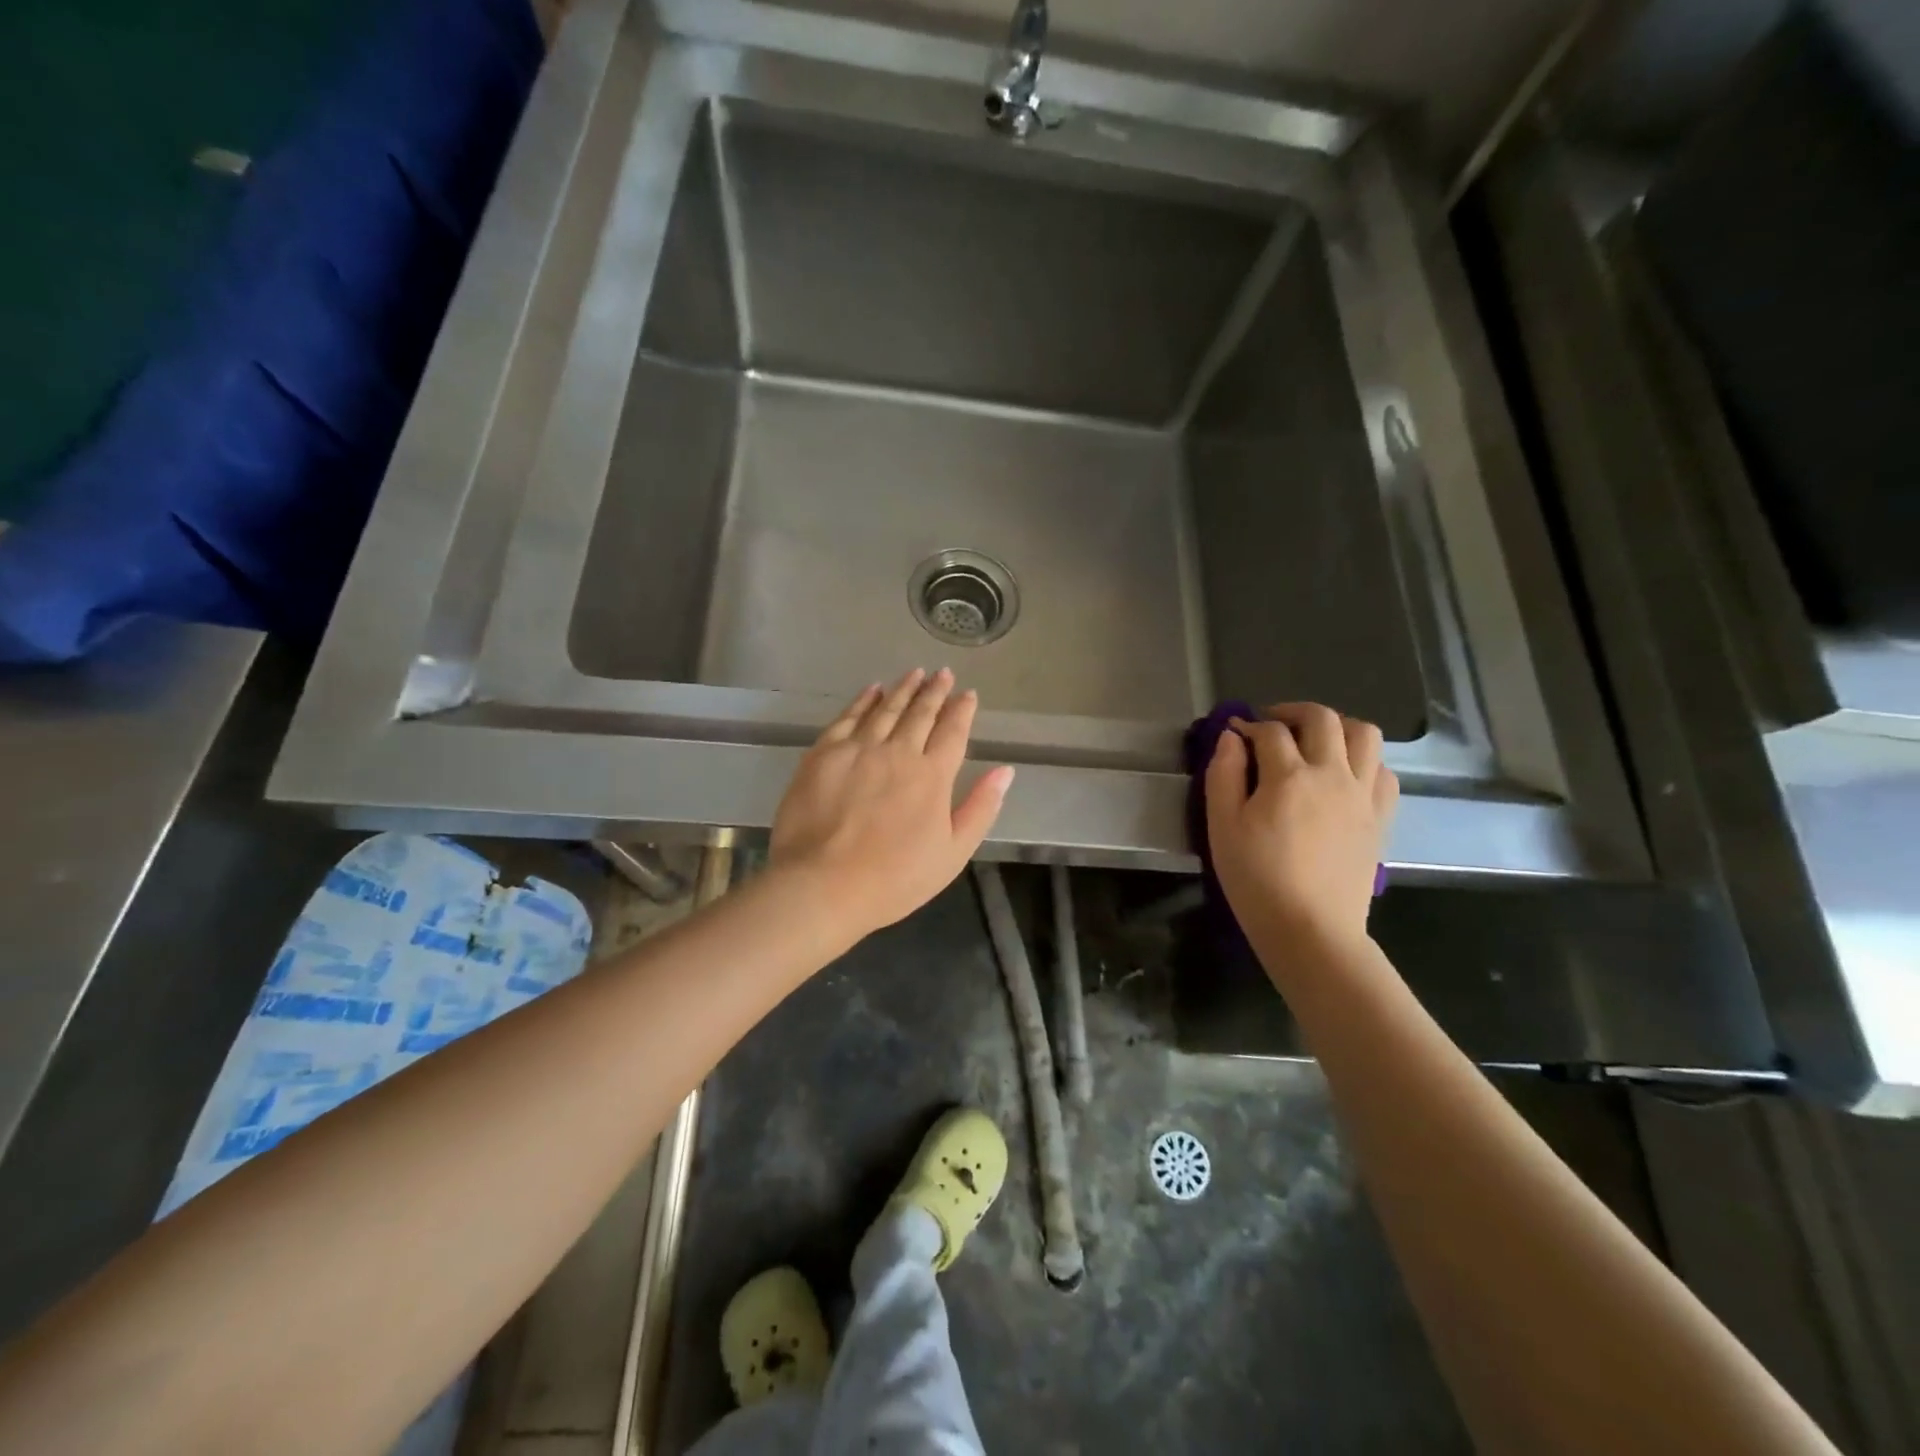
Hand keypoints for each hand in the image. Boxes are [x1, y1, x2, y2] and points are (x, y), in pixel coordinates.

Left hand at [770, 668, 1013, 939]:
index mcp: (932, 776)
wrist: (822, 885)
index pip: (952, 732)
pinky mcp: (823, 753)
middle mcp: (897, 752)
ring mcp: (858, 749)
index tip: (968, 694)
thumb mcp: (952, 854)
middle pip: (920, 713)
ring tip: (914, 673)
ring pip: (886, 708)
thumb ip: (980, 808)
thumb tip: (1005, 771)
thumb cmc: (894, 879)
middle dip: (934, 691)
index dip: (962, 710)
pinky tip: (872, 690)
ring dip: (903, 689)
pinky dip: (863, 700)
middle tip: (942, 673)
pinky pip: (848, 717)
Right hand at [1204, 702, 1397, 952]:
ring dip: (1338, 727)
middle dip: (1292, 712)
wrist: (1311, 930)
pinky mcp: (1381, 817)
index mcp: (1289, 776)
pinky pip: (1384, 771)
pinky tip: (1344, 774)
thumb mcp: (1221, 827)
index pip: (1269, 731)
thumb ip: (1223, 775)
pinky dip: (1365, 760)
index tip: (1234, 734)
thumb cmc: (1256, 880)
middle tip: (1271, 726)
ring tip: (1315, 742)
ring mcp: (1363, 795)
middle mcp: (1332, 774)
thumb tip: (1231, 737)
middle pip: (1322, 719)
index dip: (1248, 725)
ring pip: (1365, 734)